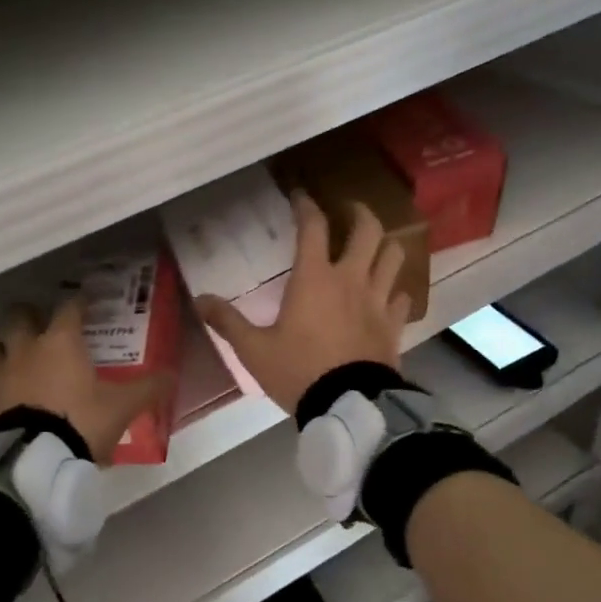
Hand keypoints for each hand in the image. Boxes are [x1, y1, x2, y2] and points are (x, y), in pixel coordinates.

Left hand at [0, 296, 166, 463]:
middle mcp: (26, 349)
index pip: (69, 308)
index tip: (85, 302)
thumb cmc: (81, 422)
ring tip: (16, 356)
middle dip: (28, 315)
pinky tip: (4, 396)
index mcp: (61, 342)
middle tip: (40, 323)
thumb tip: (171, 375)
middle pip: (18, 317)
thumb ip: (147, 389)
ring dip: (3, 347)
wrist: (33, 460)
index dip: (78, 302)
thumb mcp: (122, 407)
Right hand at [195, 192, 409, 414]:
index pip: (313, 227)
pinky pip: (401, 295)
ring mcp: (377, 300)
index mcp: (314, 278)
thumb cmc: (298, 371)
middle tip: (347, 211)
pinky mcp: (393, 324)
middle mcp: (350, 279)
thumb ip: (227, 321)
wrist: (347, 405)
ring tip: (372, 246)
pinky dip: (394, 288)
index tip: (300, 196)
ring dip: (384, 244)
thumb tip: (198, 299)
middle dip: (358, 213)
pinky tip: (386, 294)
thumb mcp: (254, 349)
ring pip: (393, 256)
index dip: (306, 206)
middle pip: (367, 230)